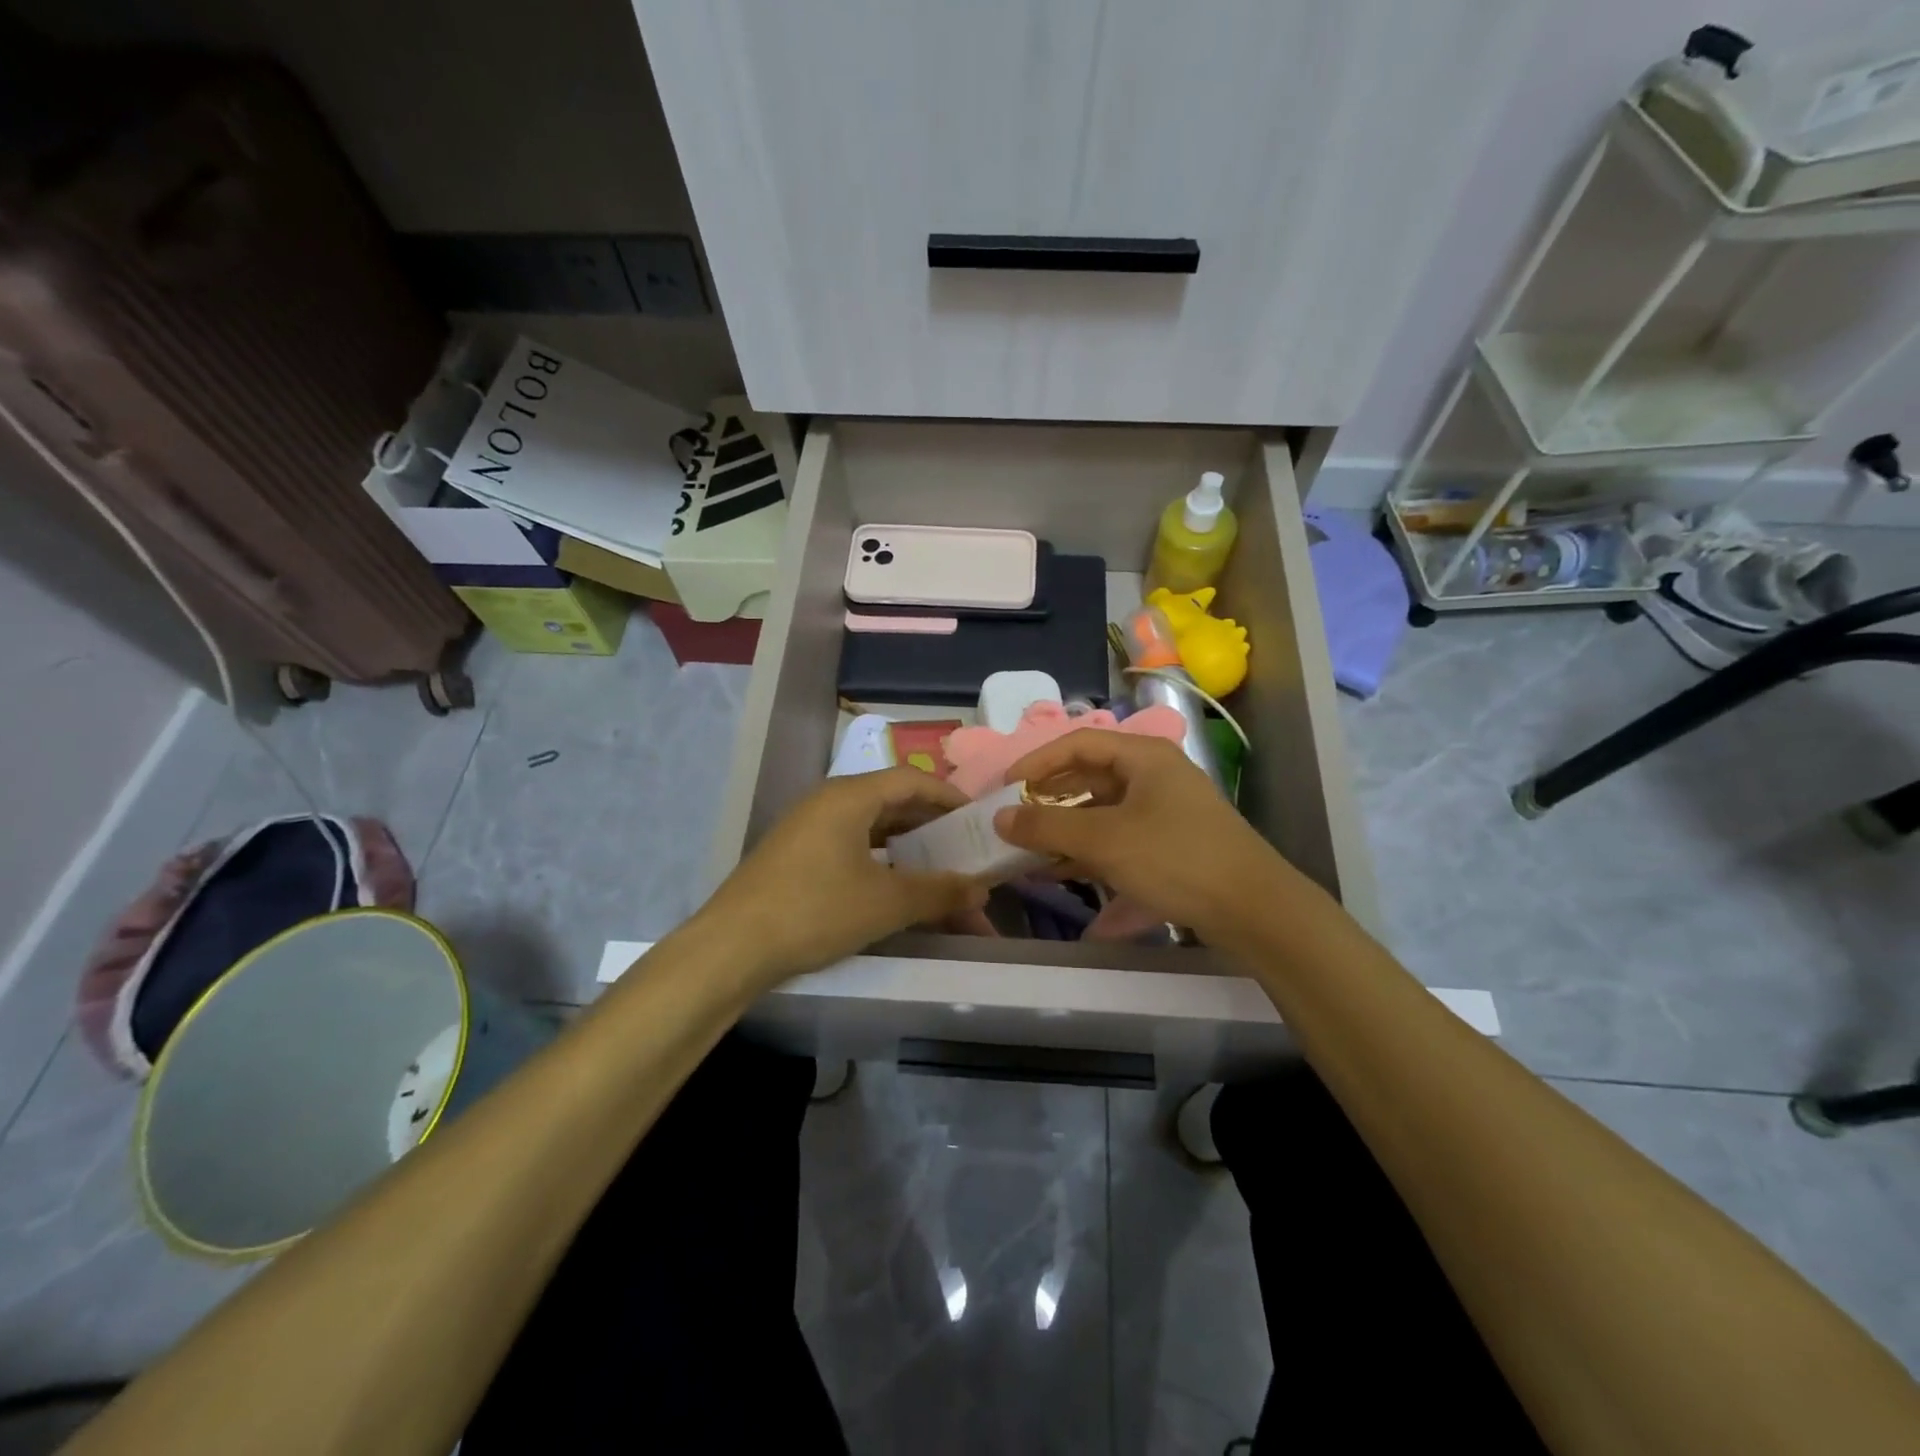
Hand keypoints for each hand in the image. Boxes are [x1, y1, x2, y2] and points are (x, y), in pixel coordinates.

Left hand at [697, 769, 987, 985]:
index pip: (911, 780)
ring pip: (871, 827)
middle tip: (964, 848)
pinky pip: (850, 845)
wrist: (732, 948)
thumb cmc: (815, 911)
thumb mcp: (885, 903)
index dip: (949, 797)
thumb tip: (982, 888)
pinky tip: (895, 887)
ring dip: (907, 847)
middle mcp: (828, 802)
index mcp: (849, 797)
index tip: (977, 819)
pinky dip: (880, 860)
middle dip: (931, 826)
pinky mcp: (796, 856)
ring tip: (938, 870)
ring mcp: (808, 828)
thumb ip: (938, 892)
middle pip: (892, 802)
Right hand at [993, 730, 1287, 937]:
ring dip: (1062, 830)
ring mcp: (1163, 810)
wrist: (1255, 910)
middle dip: (1046, 801)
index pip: (1077, 744)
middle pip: (1087, 777)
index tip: (1004, 787)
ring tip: (1025, 852)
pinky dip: (1086, 850)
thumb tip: (998, 818)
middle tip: (1011, 822)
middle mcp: (1153, 775)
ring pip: (1099, 811)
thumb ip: (1046, 827)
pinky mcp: (1168, 843)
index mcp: (1143, 756)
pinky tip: (1057, 872)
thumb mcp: (1105, 841)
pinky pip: (1116, 837)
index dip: (1036, 762)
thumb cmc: (1176, 859)